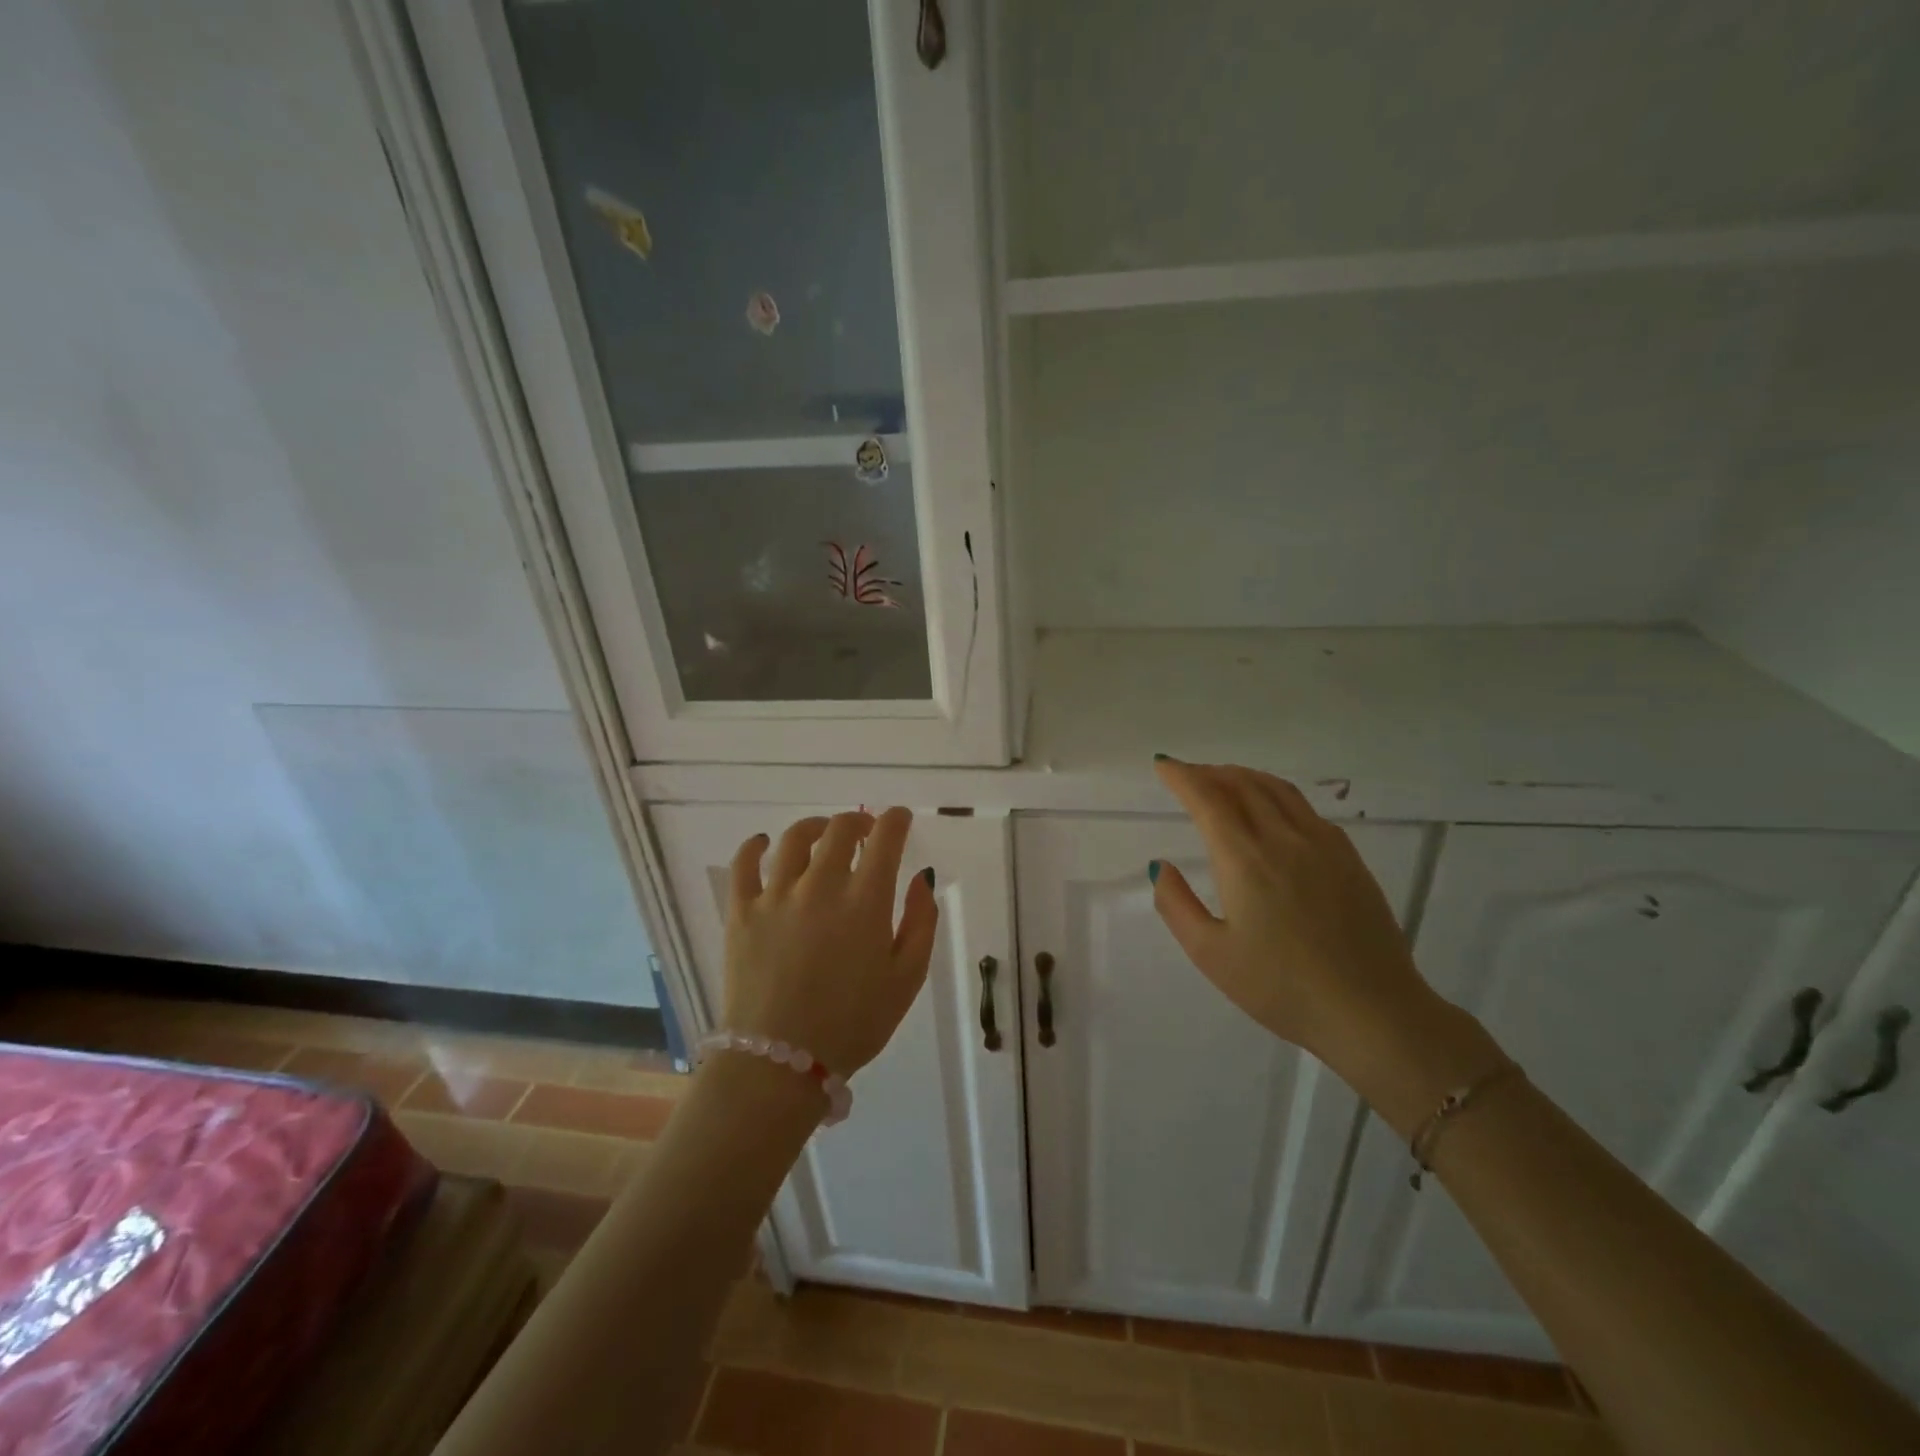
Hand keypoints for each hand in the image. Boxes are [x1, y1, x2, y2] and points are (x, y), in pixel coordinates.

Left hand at [722, 807, 936, 1076]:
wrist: (780, 1064)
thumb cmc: (853, 1024)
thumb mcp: (907, 979)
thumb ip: (920, 923)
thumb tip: (920, 880)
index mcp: (865, 900)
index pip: (885, 838)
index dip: (895, 820)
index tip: (900, 819)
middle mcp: (820, 885)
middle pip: (840, 829)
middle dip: (859, 822)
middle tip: (865, 831)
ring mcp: (776, 895)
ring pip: (794, 839)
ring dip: (815, 827)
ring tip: (822, 833)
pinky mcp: (741, 912)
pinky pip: (744, 864)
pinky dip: (754, 846)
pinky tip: (763, 844)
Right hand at [1149, 758, 1441, 1076]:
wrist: (1372, 1012)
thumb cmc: (1281, 988)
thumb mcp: (1211, 954)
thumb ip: (1176, 904)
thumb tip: (1159, 866)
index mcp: (1244, 859)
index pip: (1207, 798)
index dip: (1181, 776)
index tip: (1163, 765)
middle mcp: (1283, 838)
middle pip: (1242, 784)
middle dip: (1209, 772)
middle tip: (1187, 774)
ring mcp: (1323, 844)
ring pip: (1277, 789)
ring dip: (1244, 776)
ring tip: (1224, 779)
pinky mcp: (1349, 858)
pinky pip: (1305, 808)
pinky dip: (1276, 794)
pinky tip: (1273, 811)